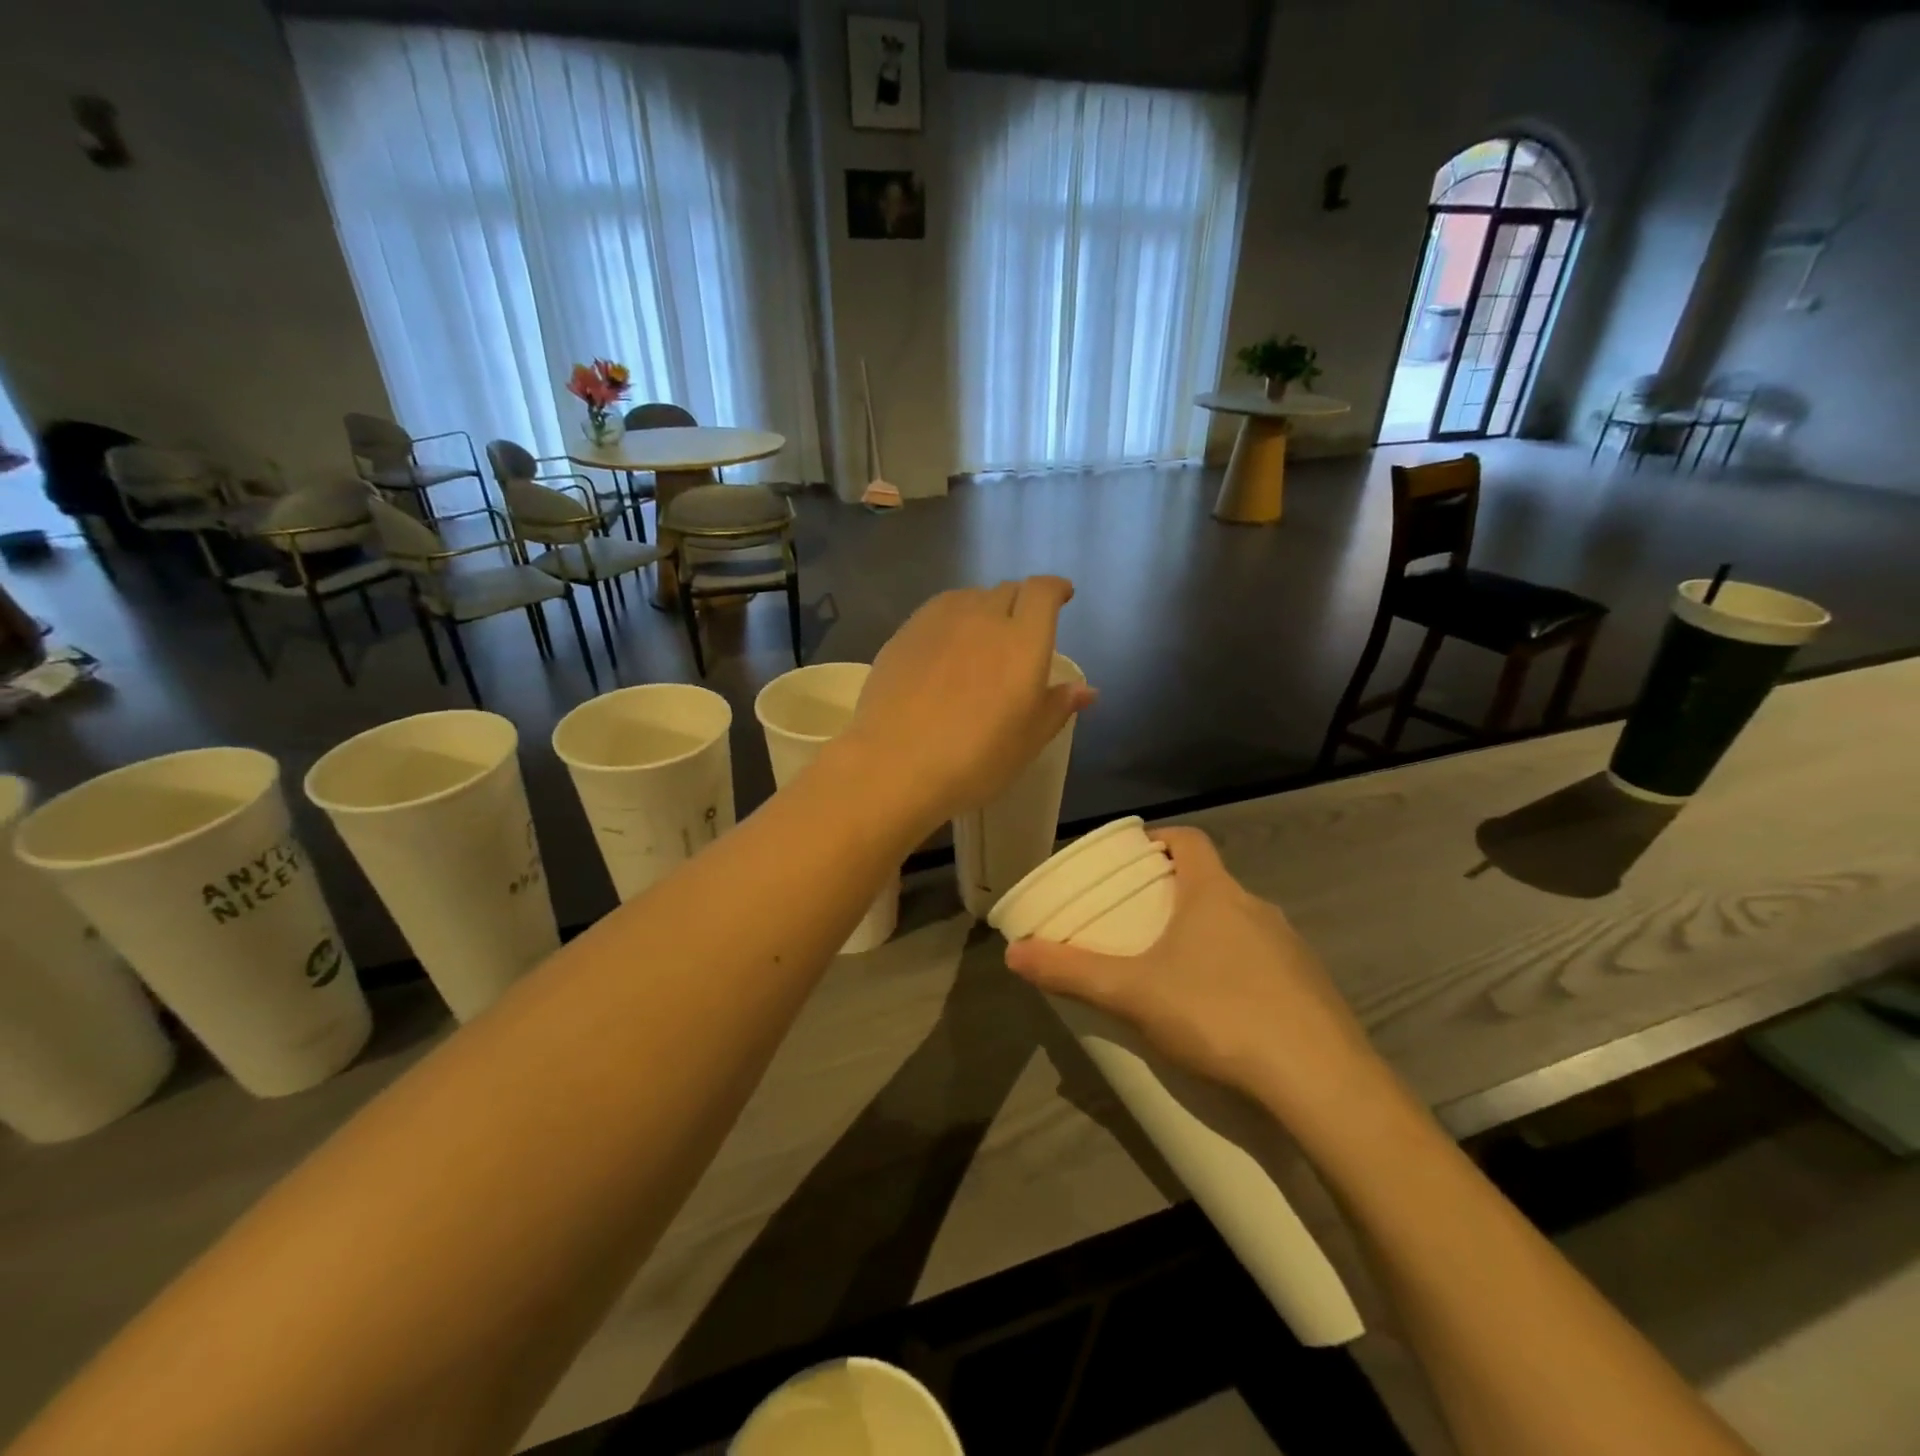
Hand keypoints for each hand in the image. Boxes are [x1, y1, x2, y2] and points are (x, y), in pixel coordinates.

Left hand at [842, 577, 1096, 834]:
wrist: (894, 765)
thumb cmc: (974, 761)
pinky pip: (937, 611)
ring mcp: (938, 622)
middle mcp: (983, 618)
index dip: (1055, 589)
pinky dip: (951, 619)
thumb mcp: (1027, 742)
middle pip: (1007, 590)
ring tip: (982, 636)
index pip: (1043, 592)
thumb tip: (1086, 690)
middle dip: (1021, 602)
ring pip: (969, 597)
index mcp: (1022, 641)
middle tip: (1021, 629)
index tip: (1062, 596)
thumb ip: (1057, 707)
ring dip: (984, 607)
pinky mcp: (904, 633)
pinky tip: (945, 647)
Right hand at [1004, 829, 1388, 1125]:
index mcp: (1215, 893)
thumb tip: (1012, 953)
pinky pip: (1266, 962)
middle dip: (1175, 895)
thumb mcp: (1132, 993)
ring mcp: (1291, 947)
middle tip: (1140, 923)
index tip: (1135, 860)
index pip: (1189, 839)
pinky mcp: (1313, 987)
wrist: (1322, 1082)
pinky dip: (1239, 970)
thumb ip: (1071, 971)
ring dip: (1208, 934)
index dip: (1160, 840)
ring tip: (1176, 972)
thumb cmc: (1218, 1014)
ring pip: (1239, 923)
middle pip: (1211, 882)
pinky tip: (1224, 1013)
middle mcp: (1257, 907)